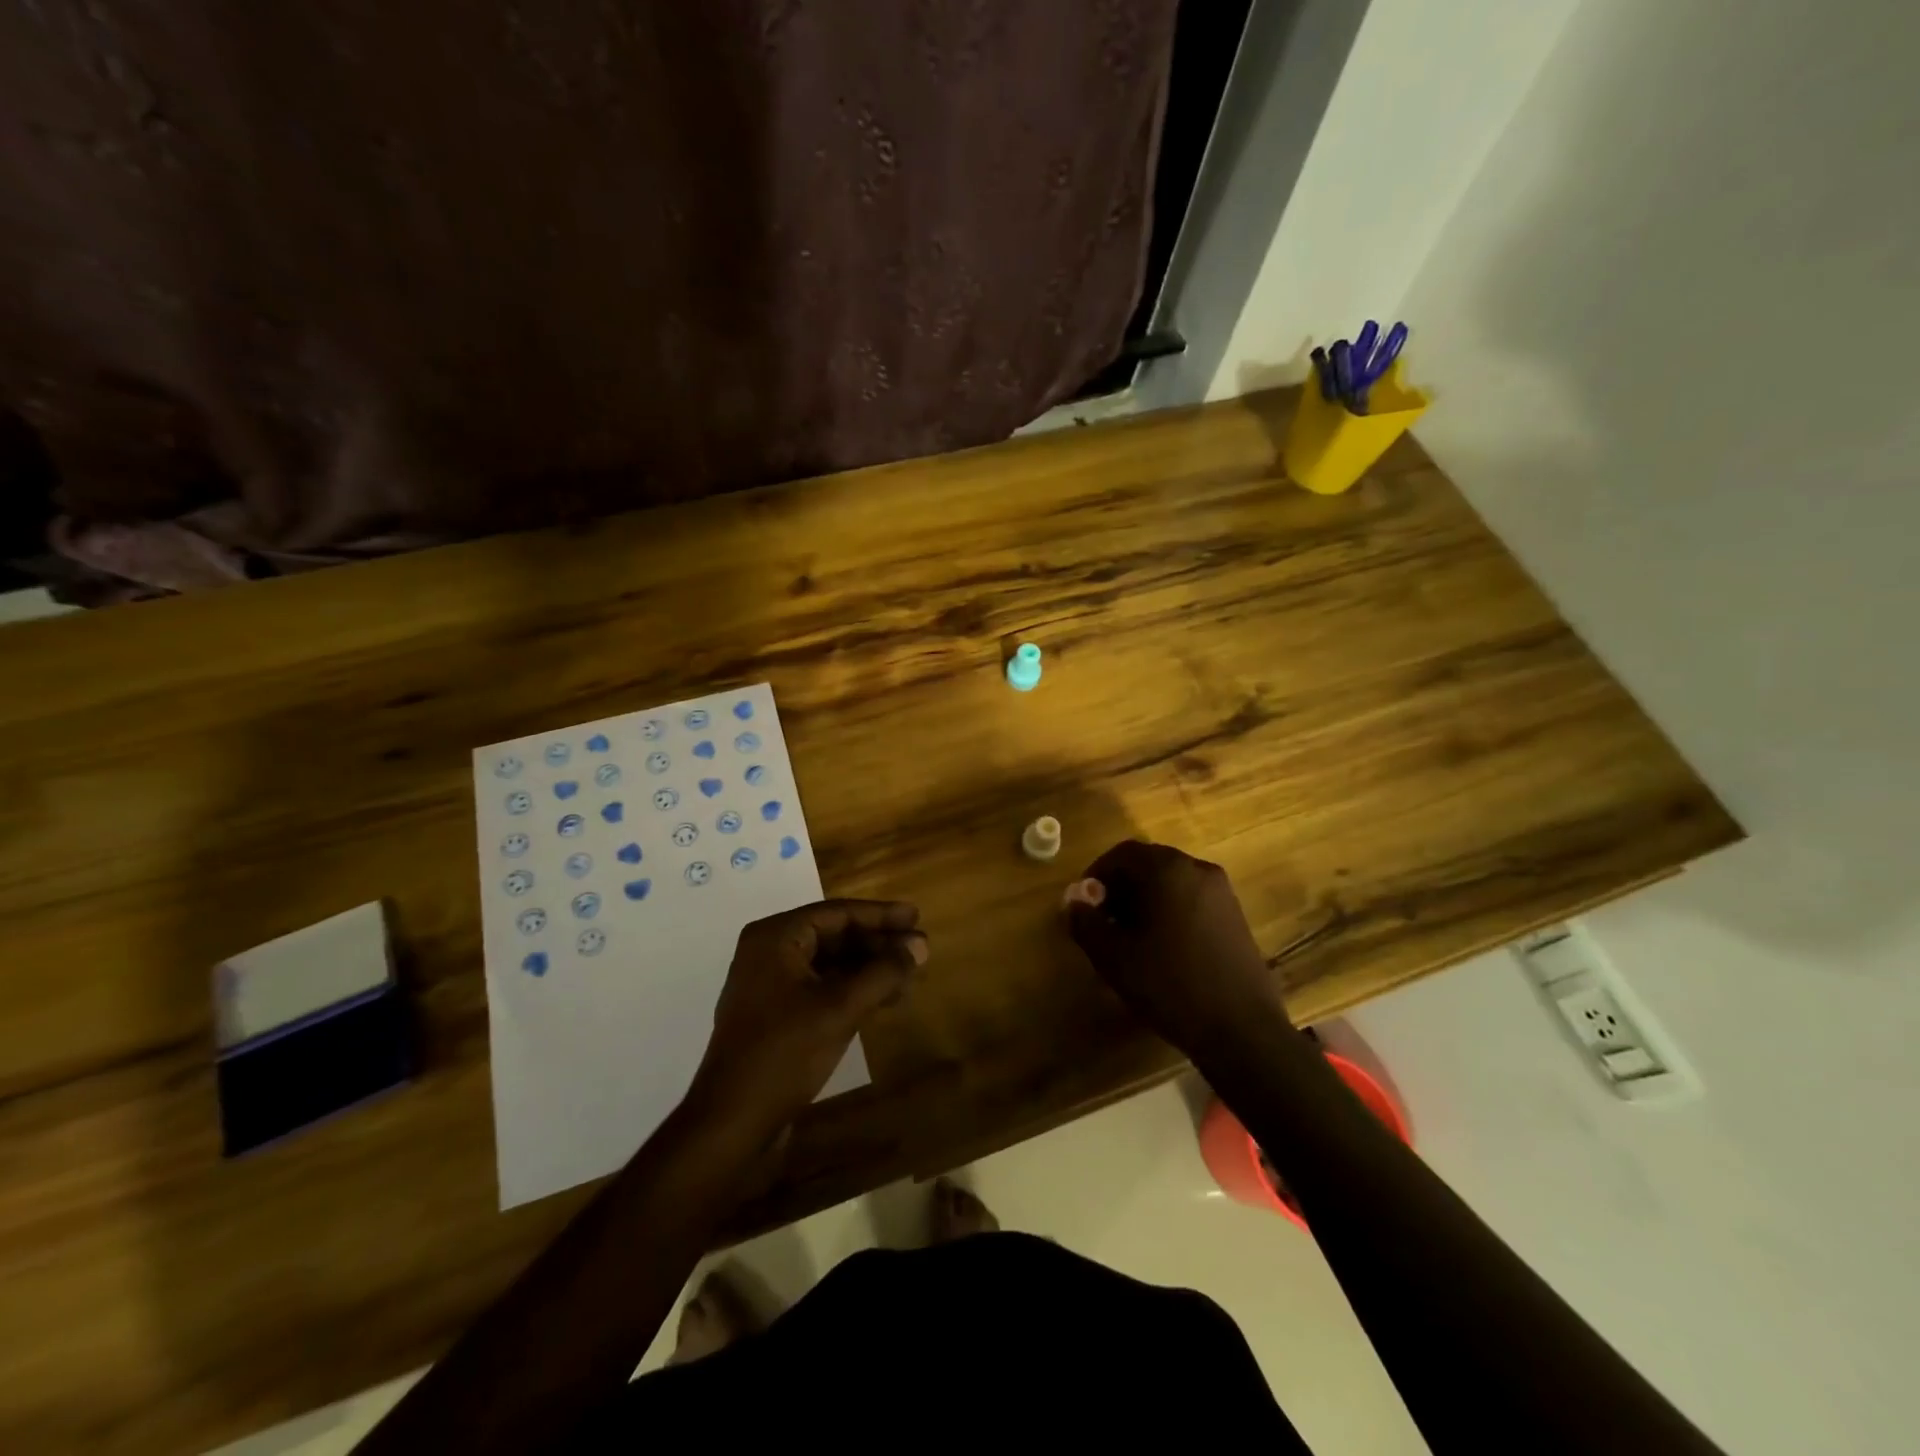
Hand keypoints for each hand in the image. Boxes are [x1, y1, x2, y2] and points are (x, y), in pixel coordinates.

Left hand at [685, 900, 927, 1146]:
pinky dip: (851, 990)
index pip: (837, 913)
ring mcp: (769, 984)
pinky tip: (883, 1000)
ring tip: (909, 977)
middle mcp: (769, 951)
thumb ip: (883, 972)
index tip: (916, 917)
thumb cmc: (784, 1053)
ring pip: (829, 963)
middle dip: (877, 944)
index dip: (881, 916)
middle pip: (834, 936)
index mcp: (776, 937)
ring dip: (869, 969)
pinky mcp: (774, 1014)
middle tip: (919, 950)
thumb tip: (920, 946)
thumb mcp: (840, 1008)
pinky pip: (820, 987)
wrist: (731, 1122)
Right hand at [1065, 840, 1287, 1055]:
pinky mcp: (1235, 915)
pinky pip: (1191, 898)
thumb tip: (1073, 897)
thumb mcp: (1114, 957)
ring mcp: (1221, 892)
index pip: (1122, 853)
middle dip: (1120, 886)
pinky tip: (1162, 946)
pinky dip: (1169, 909)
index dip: (1097, 874)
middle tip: (1103, 921)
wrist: (1242, 1029)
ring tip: (1130, 936)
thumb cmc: (1170, 986)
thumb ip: (1086, 921)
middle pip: (1149, 864)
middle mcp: (1197, 869)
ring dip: (1145, 899)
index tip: (1084, 905)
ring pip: (1171, 882)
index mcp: (1168, 870)